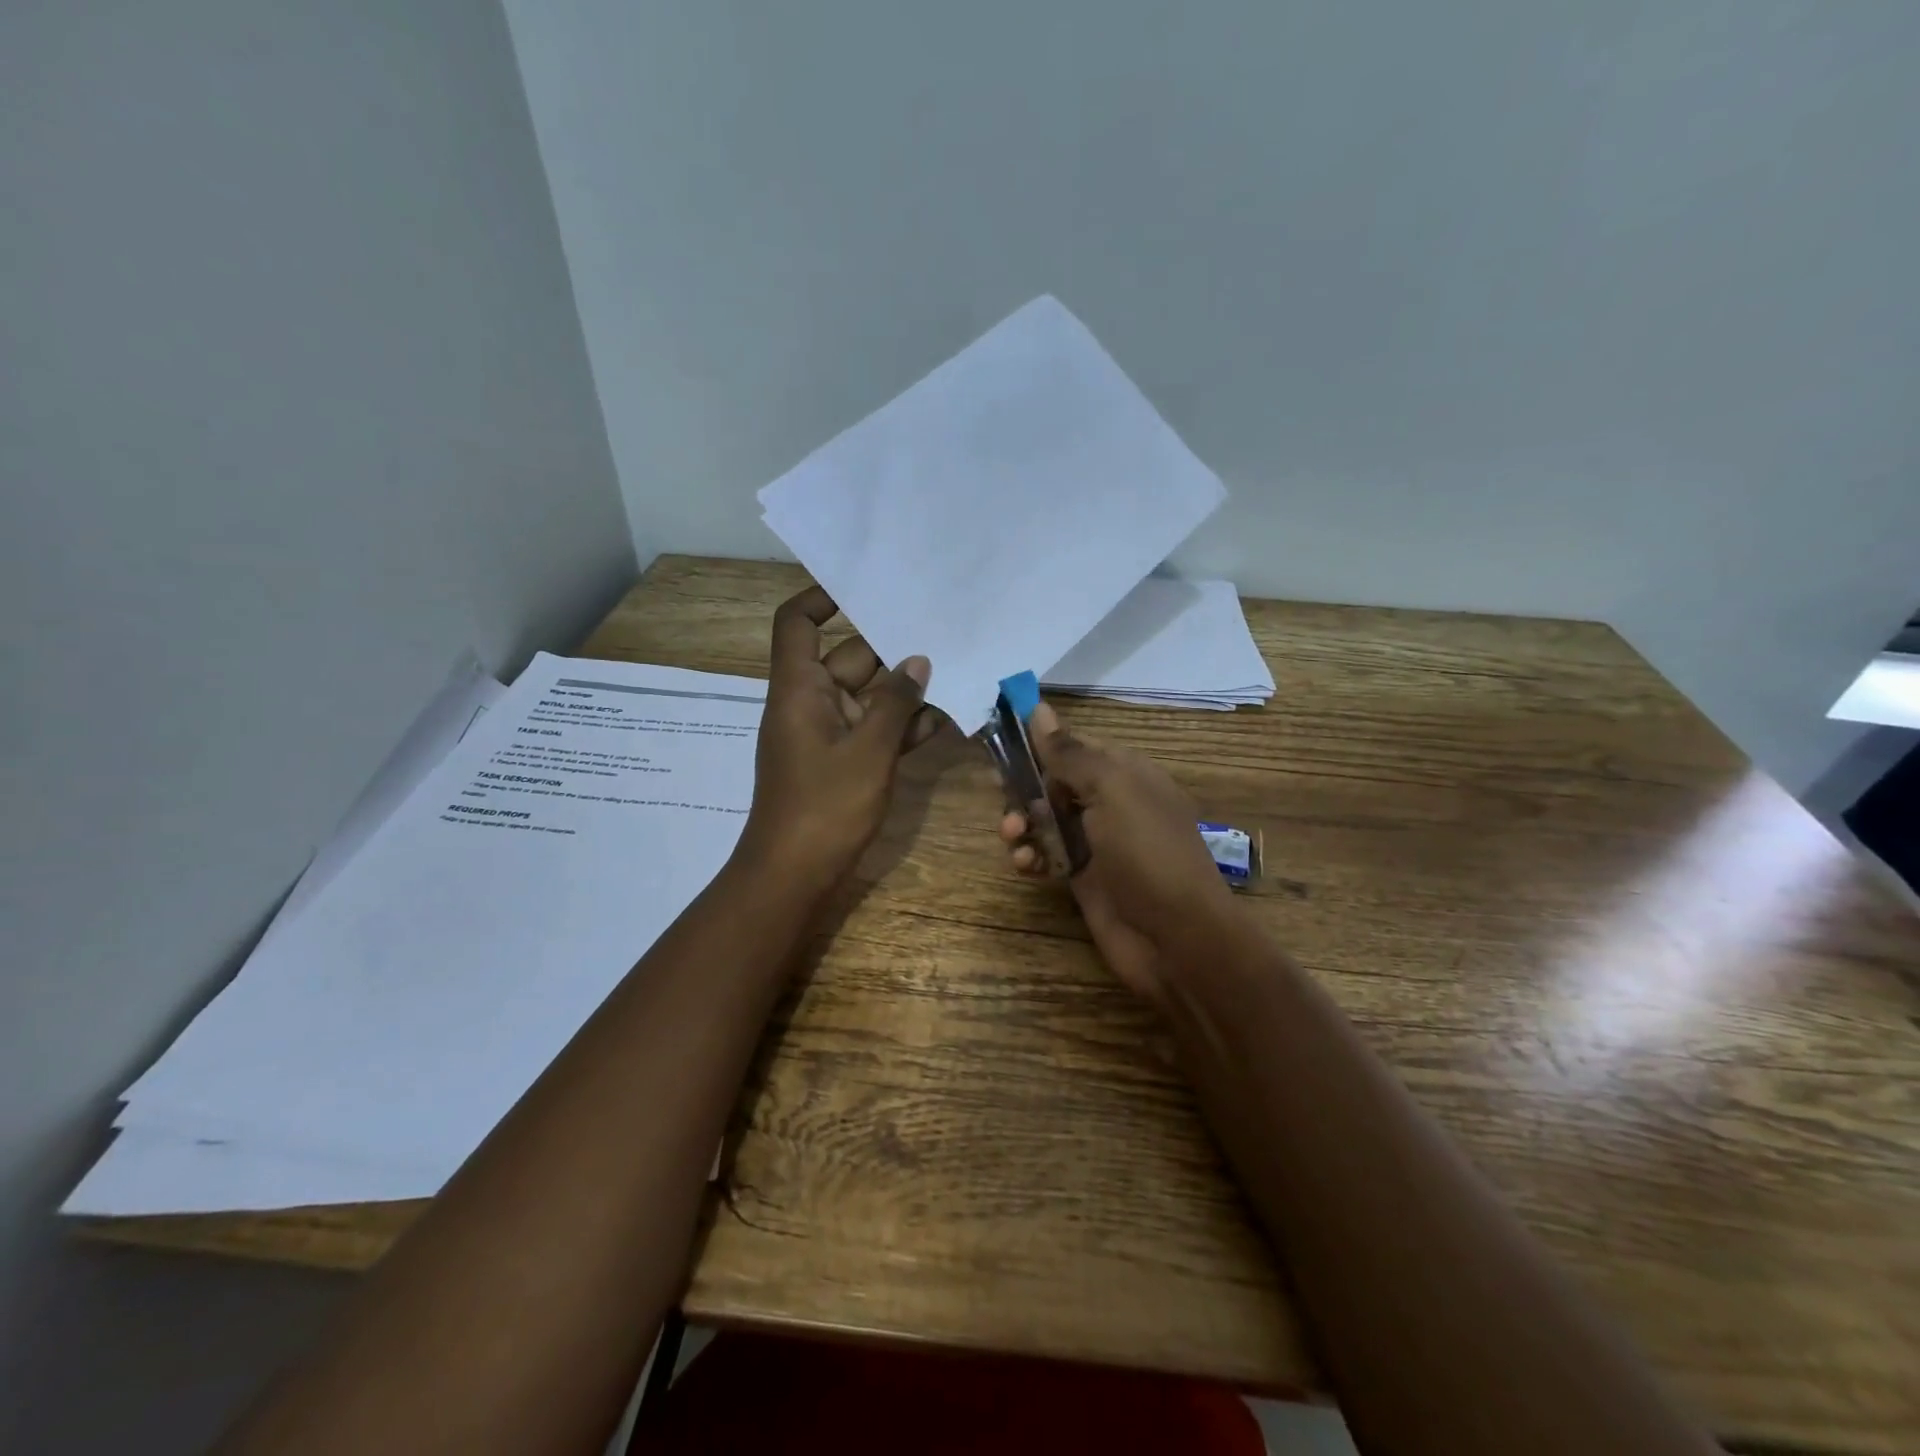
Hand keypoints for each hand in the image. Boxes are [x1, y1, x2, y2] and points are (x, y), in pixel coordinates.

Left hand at [738, 585, 940, 897]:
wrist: (794, 876)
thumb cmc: (825, 806)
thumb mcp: (869, 750)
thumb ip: (896, 703)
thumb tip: (917, 661)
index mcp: (799, 689)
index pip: (797, 623)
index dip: (822, 597)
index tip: (865, 588)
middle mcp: (810, 703)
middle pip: (847, 657)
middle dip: (890, 648)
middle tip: (940, 630)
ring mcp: (826, 734)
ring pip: (867, 697)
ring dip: (904, 691)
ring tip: (954, 673)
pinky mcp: (842, 761)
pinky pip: (872, 730)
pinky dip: (900, 726)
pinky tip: (942, 721)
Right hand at [1000, 702, 1237, 1005]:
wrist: (1177, 939)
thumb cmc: (1148, 853)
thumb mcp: (1112, 791)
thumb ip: (1071, 753)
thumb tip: (1038, 709)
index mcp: (1125, 774)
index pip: (1074, 746)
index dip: (1039, 744)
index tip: (1001, 744)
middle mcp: (1110, 804)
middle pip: (1053, 783)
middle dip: (1023, 787)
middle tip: (999, 794)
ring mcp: (1096, 843)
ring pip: (1044, 821)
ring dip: (1021, 824)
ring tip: (1011, 837)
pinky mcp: (1083, 879)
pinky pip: (1047, 856)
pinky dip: (1031, 857)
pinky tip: (1025, 866)